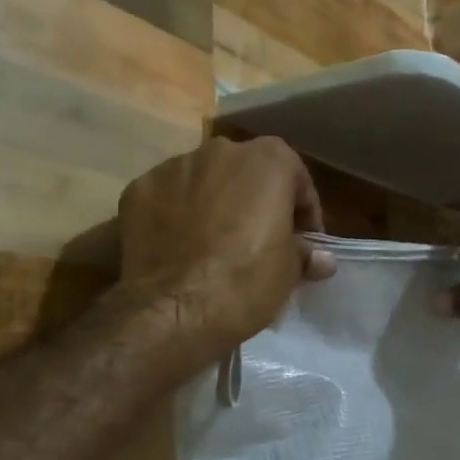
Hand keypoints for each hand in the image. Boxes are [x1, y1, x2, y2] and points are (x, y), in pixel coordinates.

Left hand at [117, 137, 335, 363]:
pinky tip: (179, 247)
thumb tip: (320, 259)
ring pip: (204, 181)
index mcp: (268, 159)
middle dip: (255, 200)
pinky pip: (167, 198)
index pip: (296, 179)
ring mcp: (174, 166)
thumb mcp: (290, 271)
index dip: (303, 213)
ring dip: (214, 204)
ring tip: (214, 244)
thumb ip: (305, 253)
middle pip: (246, 173)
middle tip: (259, 240)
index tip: (303, 242)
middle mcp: (220, 150)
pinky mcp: (138, 189)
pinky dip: (175, 214)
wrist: (174, 309)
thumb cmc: (246, 282)